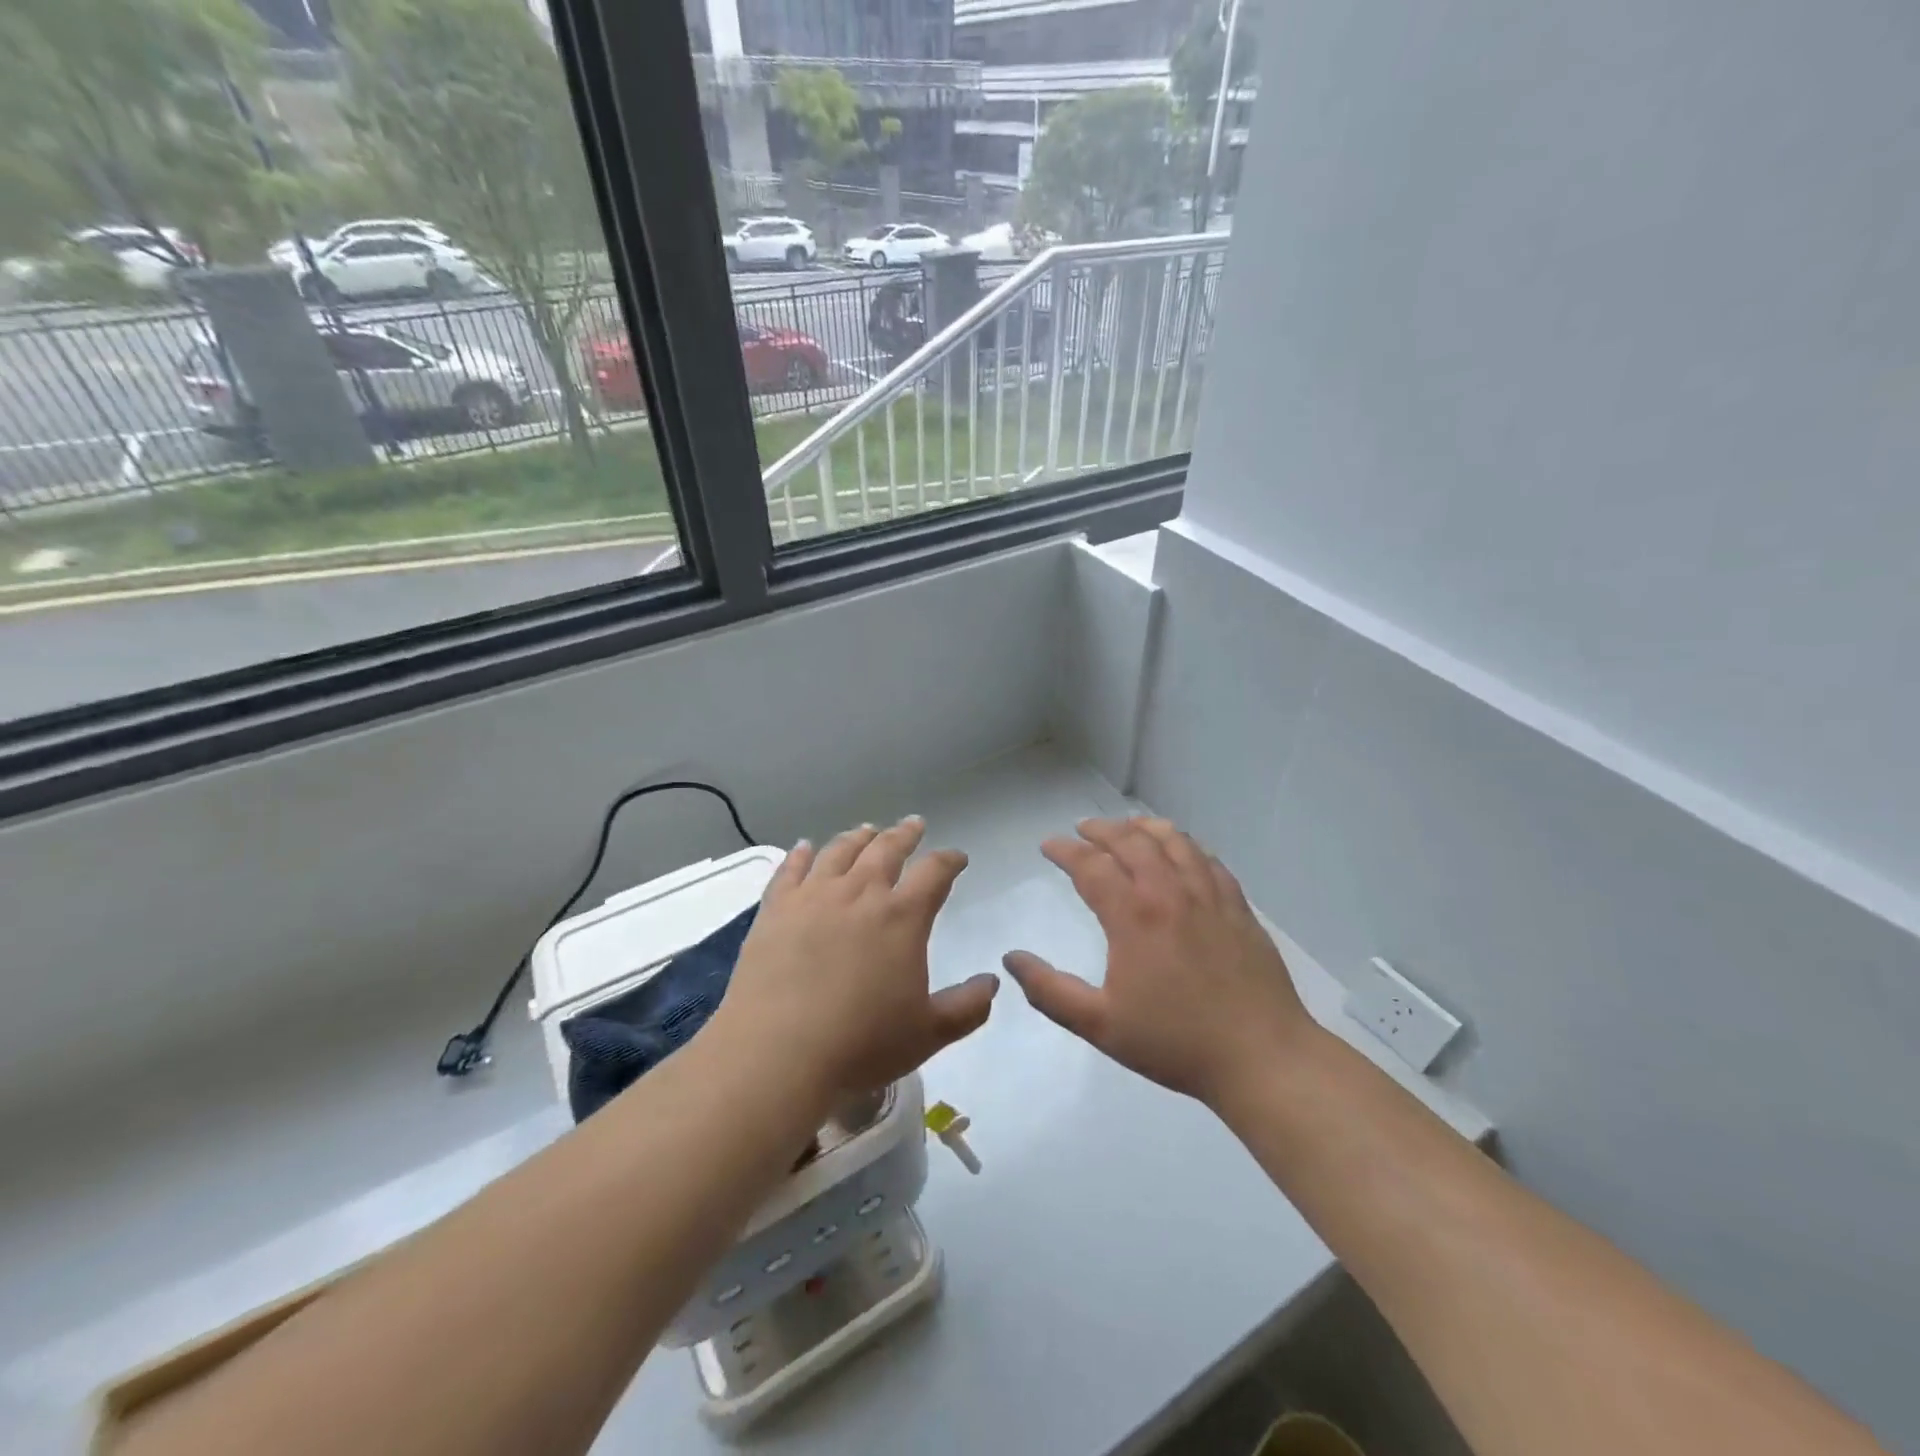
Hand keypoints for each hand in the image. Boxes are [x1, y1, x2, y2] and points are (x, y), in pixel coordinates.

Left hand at [716, 818, 998, 1102]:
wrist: (777, 1054)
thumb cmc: (861, 1045)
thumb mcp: (928, 1033)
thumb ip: (967, 1006)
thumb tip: (992, 981)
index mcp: (902, 917)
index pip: (934, 872)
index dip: (949, 860)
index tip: (957, 857)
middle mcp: (860, 893)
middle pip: (886, 849)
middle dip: (905, 834)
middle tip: (913, 824)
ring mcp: (813, 896)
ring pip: (840, 851)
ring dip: (858, 837)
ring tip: (867, 830)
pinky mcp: (775, 909)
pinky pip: (791, 869)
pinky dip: (802, 854)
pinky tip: (806, 847)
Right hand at [1002, 817, 1314, 1110]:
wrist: (1261, 1057)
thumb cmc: (1175, 1042)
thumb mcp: (1100, 1026)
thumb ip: (1050, 991)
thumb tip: (1012, 958)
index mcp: (1133, 916)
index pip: (1091, 865)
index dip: (1065, 850)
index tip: (1048, 845)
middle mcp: (1170, 893)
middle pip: (1131, 842)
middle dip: (1101, 830)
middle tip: (1082, 829)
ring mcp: (1209, 896)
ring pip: (1173, 841)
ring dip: (1143, 828)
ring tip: (1127, 827)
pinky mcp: (1238, 906)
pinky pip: (1208, 860)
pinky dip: (1186, 845)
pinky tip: (1181, 850)